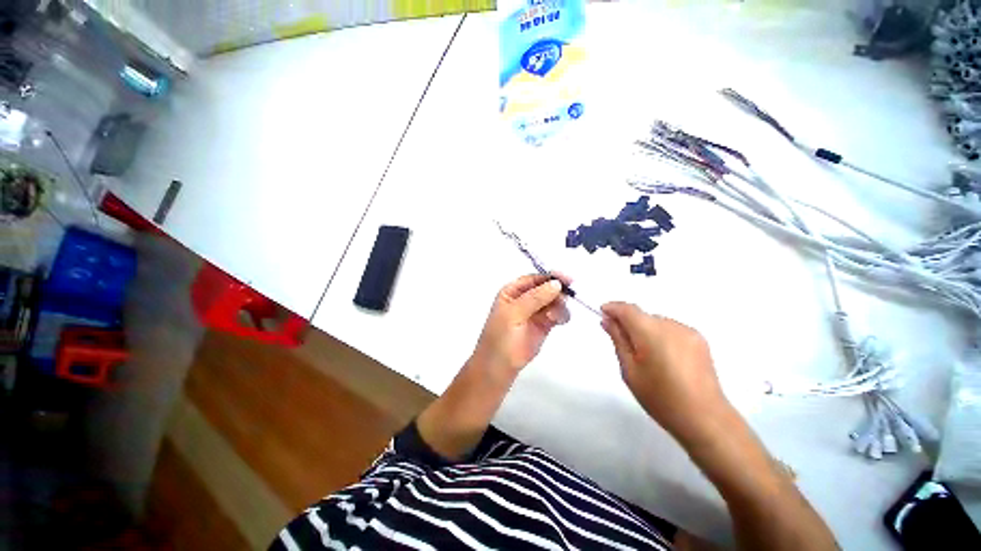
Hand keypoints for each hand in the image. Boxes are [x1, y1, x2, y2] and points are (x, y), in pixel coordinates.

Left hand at [471, 274, 570, 375]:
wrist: (499, 367)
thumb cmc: (500, 337)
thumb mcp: (513, 314)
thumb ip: (535, 298)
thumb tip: (556, 283)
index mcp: (512, 292)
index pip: (534, 278)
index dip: (550, 277)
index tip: (567, 279)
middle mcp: (525, 299)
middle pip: (546, 288)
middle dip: (557, 292)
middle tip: (564, 300)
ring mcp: (535, 312)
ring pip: (554, 301)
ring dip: (559, 305)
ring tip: (554, 317)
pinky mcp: (544, 325)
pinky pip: (558, 314)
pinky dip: (561, 315)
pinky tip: (558, 321)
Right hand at [601, 302, 731, 443]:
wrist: (705, 419)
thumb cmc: (660, 397)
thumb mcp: (630, 370)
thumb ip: (618, 340)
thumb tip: (608, 320)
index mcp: (652, 332)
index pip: (628, 309)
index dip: (613, 308)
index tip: (603, 313)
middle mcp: (671, 325)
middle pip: (643, 316)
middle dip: (629, 323)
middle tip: (622, 344)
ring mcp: (688, 332)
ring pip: (657, 323)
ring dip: (645, 330)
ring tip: (646, 357)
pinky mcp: (700, 341)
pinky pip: (671, 330)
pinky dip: (661, 336)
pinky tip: (663, 359)